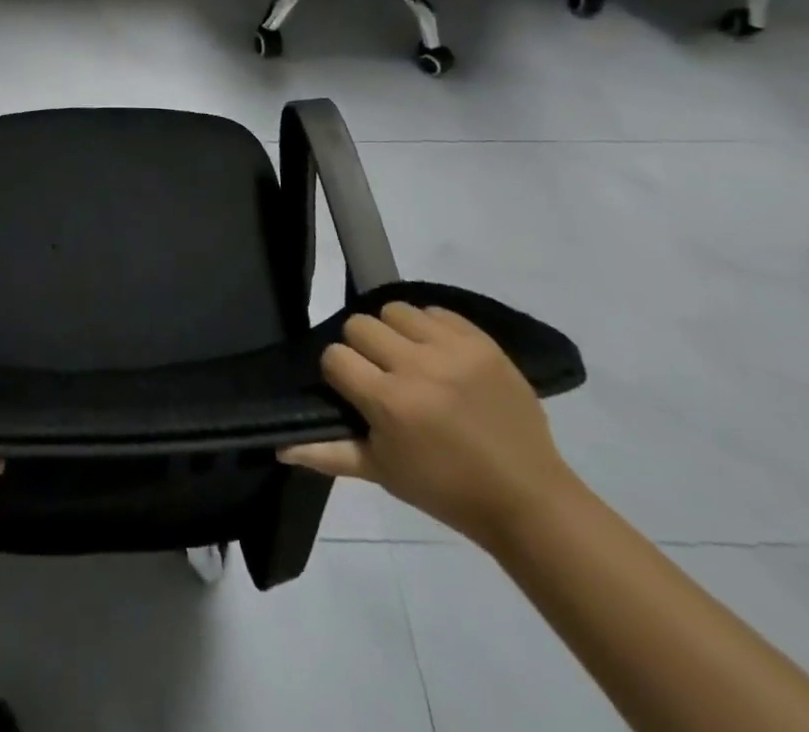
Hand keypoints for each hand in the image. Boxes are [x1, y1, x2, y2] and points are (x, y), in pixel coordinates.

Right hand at [278, 303, 579, 547]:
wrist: (528, 499)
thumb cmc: (446, 490)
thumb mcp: (383, 473)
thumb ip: (329, 453)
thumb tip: (280, 447)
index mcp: (390, 403)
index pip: (335, 356)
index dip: (339, 373)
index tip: (355, 392)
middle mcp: (417, 368)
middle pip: (360, 324)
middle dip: (363, 348)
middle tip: (381, 374)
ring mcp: (453, 351)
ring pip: (395, 310)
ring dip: (395, 332)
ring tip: (410, 359)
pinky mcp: (482, 342)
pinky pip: (436, 311)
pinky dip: (430, 328)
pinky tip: (439, 355)